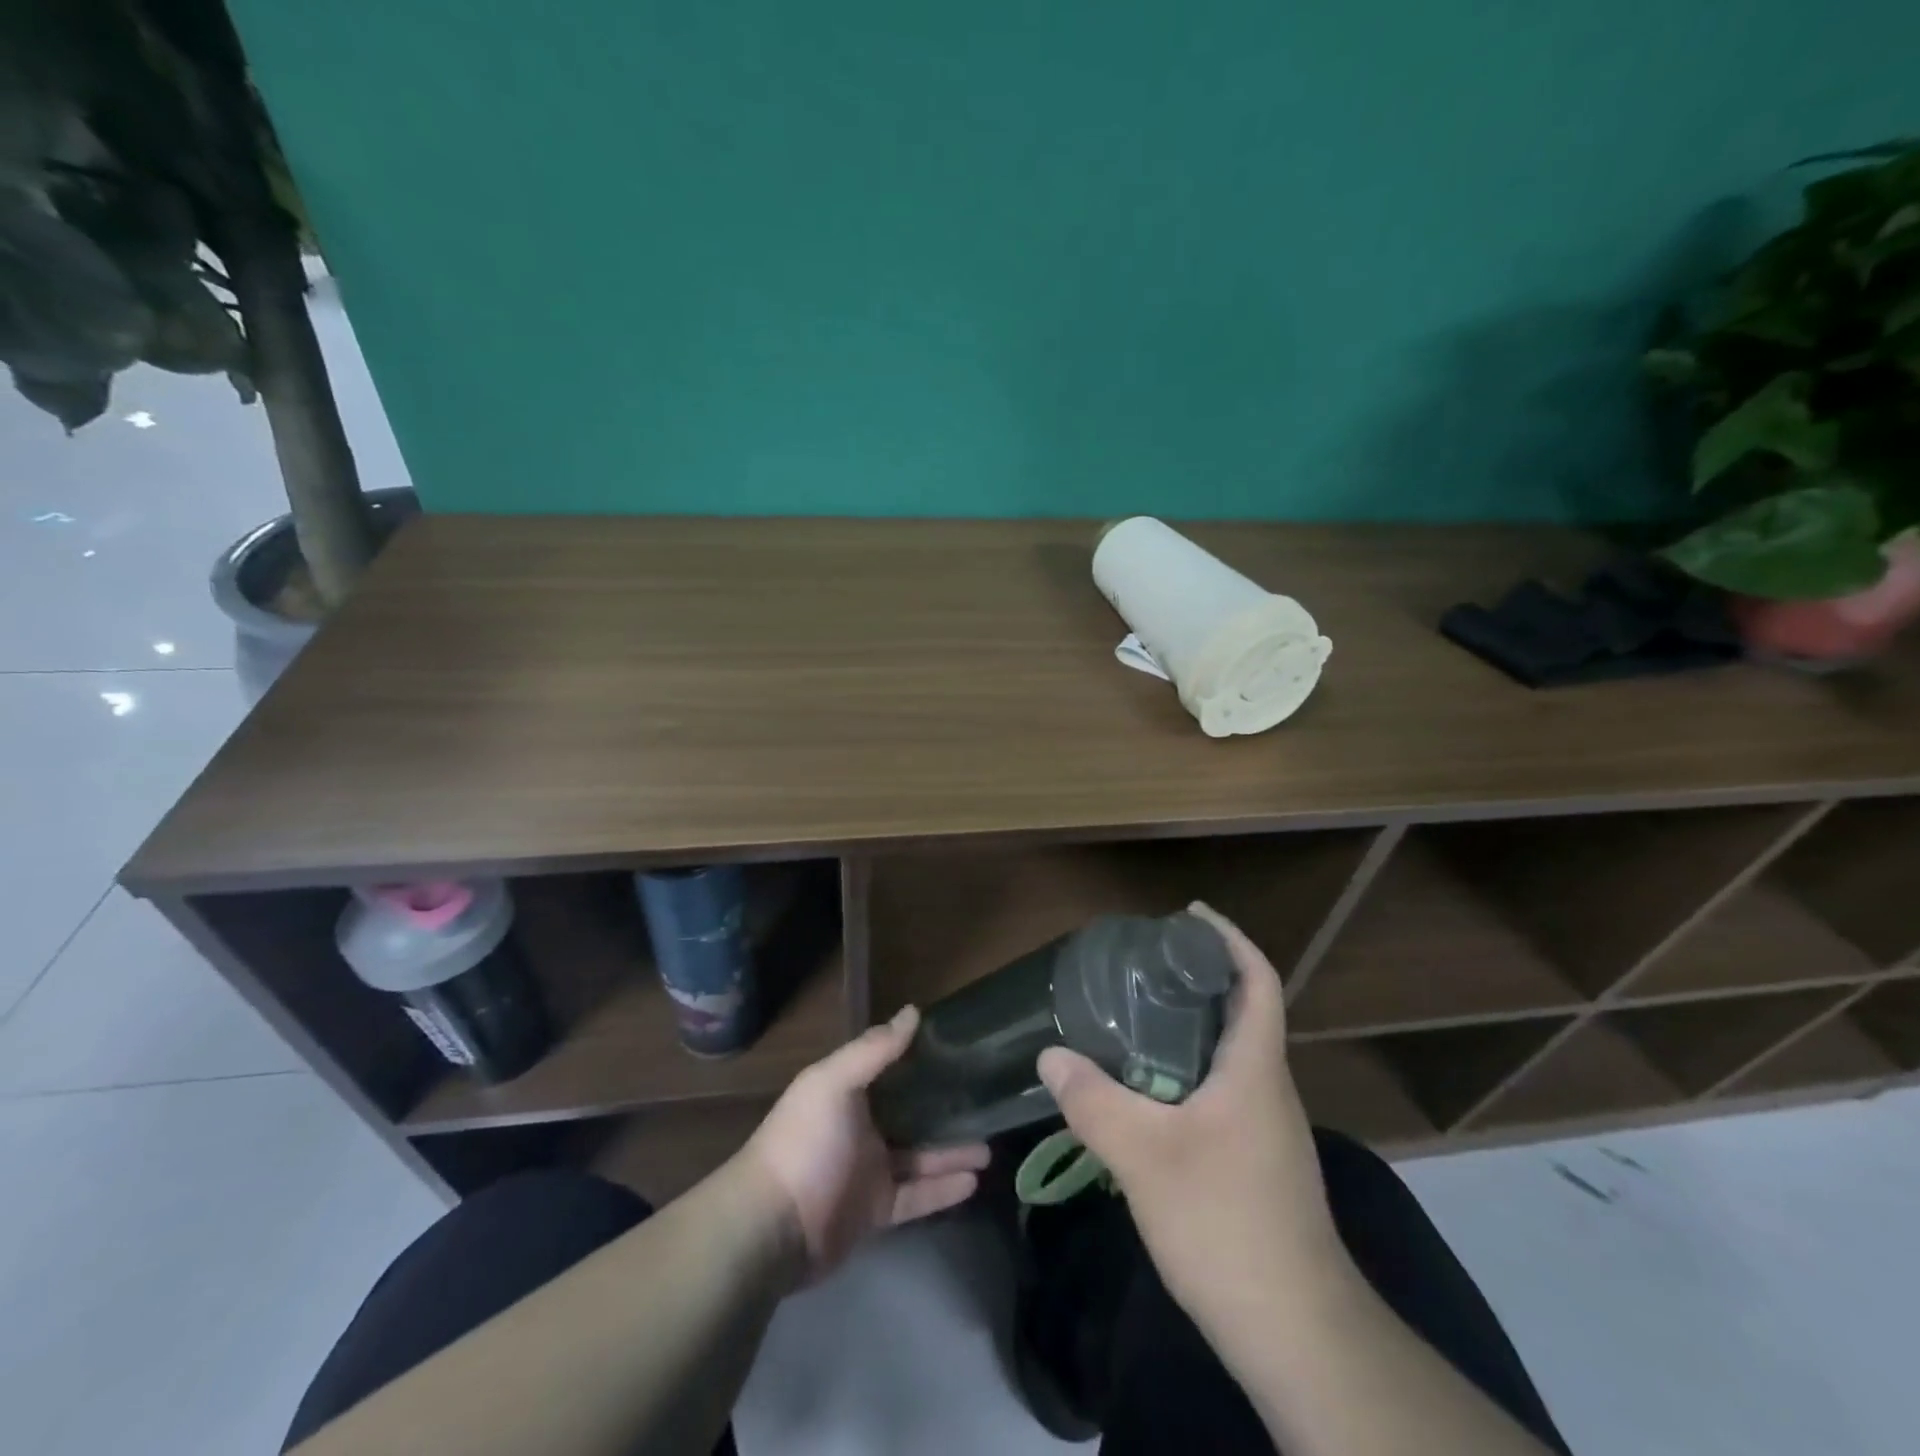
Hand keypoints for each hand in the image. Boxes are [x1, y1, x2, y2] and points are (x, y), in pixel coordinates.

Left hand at [734, 1006, 989, 1283]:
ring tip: (991, 1147)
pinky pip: (916, 1196)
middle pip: (910, 1114)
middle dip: (944, 1110)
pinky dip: (943, 1189)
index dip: (921, 1059)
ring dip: (952, 1151)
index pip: (891, 1069)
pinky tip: (974, 1181)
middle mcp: (860, 1127)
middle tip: (986, 1103)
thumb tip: (914, 1011)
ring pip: (920, 1157)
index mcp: (847, 1092)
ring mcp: (868, 1171)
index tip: (960, 1049)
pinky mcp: (875, 1211)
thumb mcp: (834, 1083)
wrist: (770, 1227)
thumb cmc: (804, 1142)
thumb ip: (874, 1049)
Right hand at [1036, 903, 1338, 1328]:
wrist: (1297, 1333)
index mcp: (1255, 1069)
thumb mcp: (1145, 1157)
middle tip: (1138, 966)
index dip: (1229, 940)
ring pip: (1227, 1056)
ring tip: (1130, 1018)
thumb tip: (1051, 1054)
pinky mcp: (1256, 1162)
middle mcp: (1268, 1089)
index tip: (1188, 916)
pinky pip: (1220, 1092)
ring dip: (1187, 1028)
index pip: (1257, 981)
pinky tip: (1145, 1090)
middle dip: (1195, 980)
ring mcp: (1266, 1129)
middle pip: (1239, 1012)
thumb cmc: (1226, 1224)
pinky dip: (1185, 1072)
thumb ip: (1093, 1101)